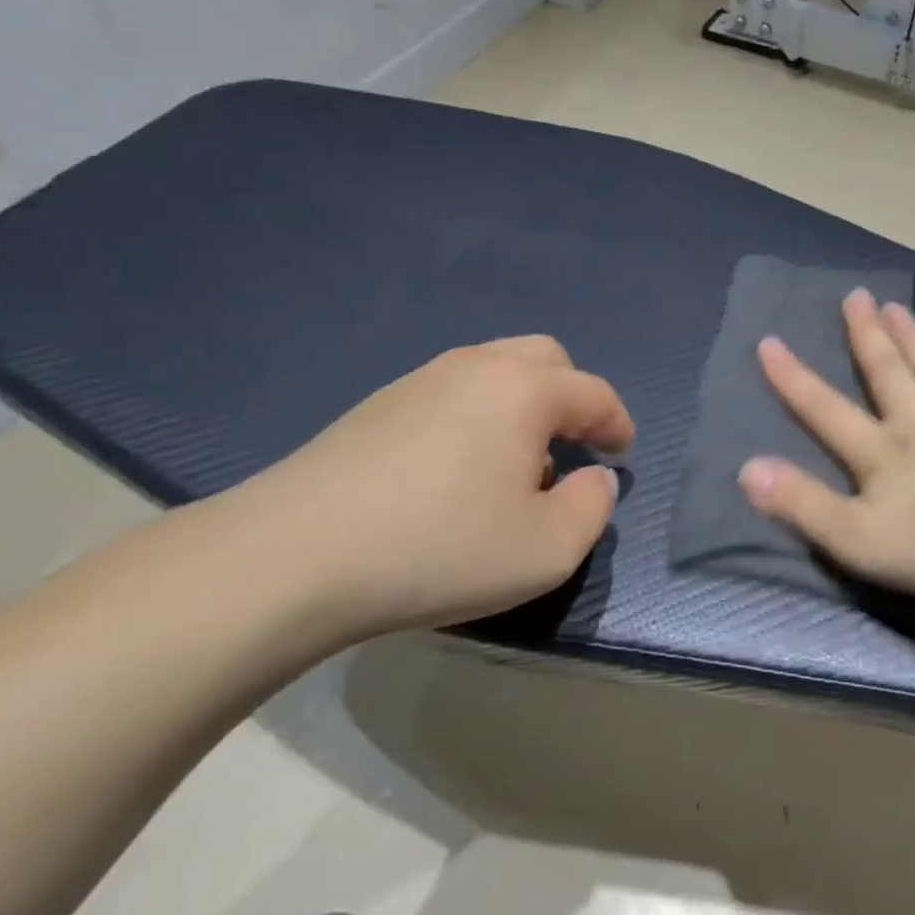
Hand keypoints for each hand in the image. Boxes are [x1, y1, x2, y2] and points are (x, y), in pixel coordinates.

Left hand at [228, 336, 633, 637]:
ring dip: (524, 405)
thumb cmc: (440, 548)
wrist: (293, 556)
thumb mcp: (547, 549)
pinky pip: (452, 392)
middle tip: (573, 447)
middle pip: (546, 358)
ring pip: (495, 370)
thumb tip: (593, 477)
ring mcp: (420, 380)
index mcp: (524, 389)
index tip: (621, 455)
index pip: (593, 393)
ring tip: (515, 464)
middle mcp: (476, 367)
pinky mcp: (378, 405)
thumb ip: (593, 508)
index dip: (617, 424)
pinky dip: (479, 415)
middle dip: (572, 397)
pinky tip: (458, 470)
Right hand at [738, 289, 914, 599]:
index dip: (794, 379)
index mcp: (881, 452)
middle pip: (886, 372)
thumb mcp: (858, 538)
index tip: (770, 341)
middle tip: (854, 296)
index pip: (826, 410)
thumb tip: (747, 469)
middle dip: (865, 335)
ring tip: (896, 306)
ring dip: (911, 337)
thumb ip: (802, 504)